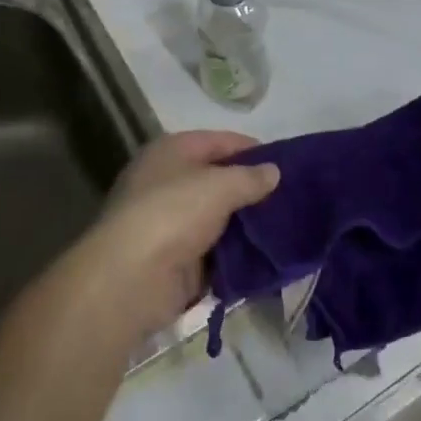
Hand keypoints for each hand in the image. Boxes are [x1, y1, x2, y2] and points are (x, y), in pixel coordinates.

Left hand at [77, 131, 279, 338]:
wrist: (130, 279)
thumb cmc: (173, 213)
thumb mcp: (219, 186)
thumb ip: (250, 177)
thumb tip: (273, 171)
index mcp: (171, 151)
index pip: (219, 141)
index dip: (252, 149)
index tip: (286, 163)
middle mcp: (167, 182)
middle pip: (218, 180)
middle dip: (250, 189)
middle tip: (290, 198)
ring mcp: (170, 224)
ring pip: (218, 218)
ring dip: (245, 225)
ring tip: (285, 227)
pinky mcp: (175, 261)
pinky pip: (214, 253)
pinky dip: (235, 255)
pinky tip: (266, 256)